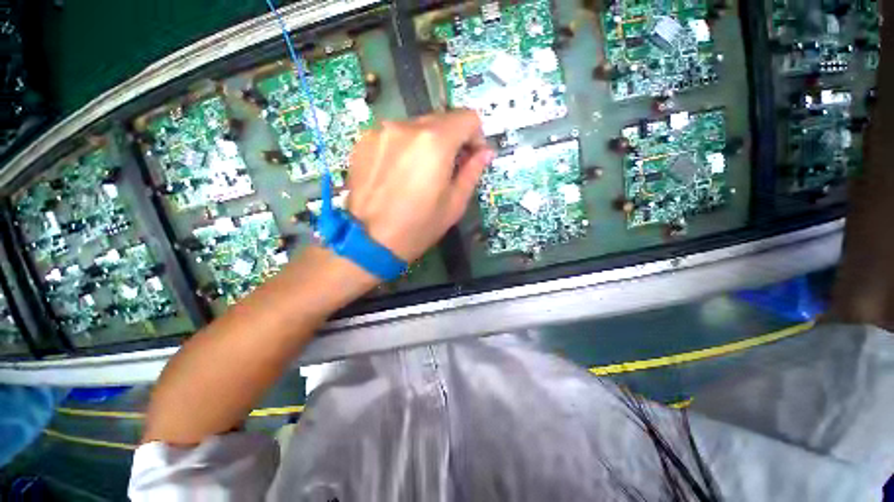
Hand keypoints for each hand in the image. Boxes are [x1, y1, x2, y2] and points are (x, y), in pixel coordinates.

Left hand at [346, 110, 494, 261]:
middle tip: (447, 168)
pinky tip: (398, 173)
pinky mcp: (363, 141)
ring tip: (419, 173)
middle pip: (440, 120)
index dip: (476, 136)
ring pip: (416, 127)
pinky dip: (403, 148)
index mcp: (435, 142)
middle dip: (450, 140)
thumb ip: (472, 172)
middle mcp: (407, 126)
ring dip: (425, 144)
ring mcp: (381, 131)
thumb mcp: (454, 204)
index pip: (467, 118)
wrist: (369, 242)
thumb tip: (485, 153)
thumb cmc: (418, 227)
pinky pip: (394, 136)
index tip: (471, 156)